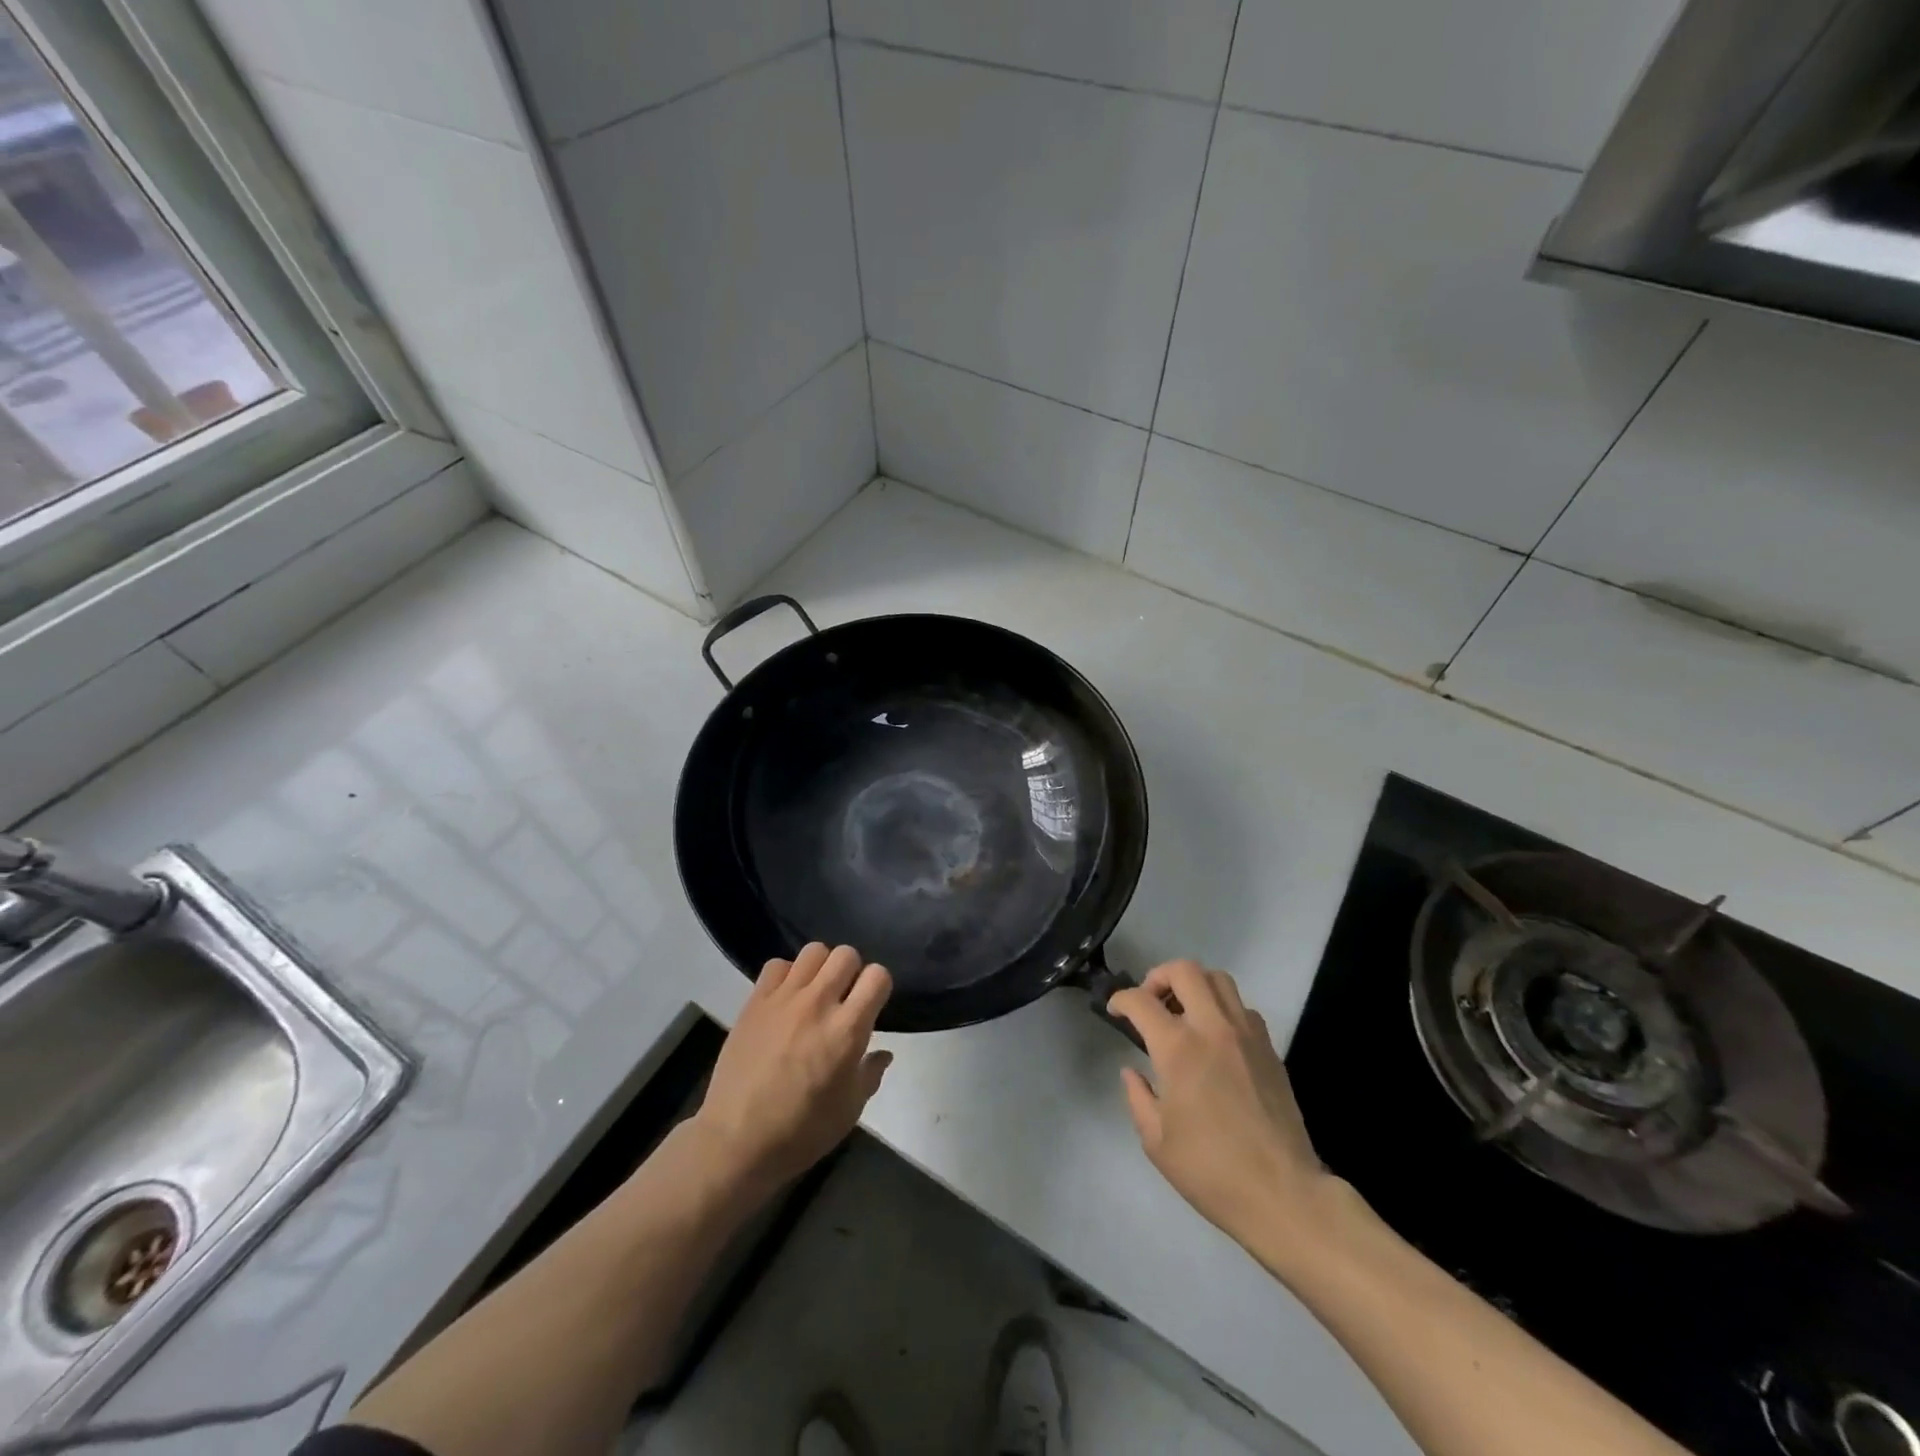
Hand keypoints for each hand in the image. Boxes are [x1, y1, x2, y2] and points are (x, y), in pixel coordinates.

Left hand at [691, 944, 892, 1199]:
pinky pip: (777, 964)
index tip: (872, 1004)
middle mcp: (818, 1003)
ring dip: (822, 967)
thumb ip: (870, 1073)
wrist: (737, 1141)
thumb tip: (883, 1053)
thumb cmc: (801, 1132)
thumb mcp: (850, 1110)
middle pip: (846, 954)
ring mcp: (784, 998)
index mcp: (847, 1030)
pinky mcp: (755, 1001)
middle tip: (845, 996)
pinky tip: (786, 998)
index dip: (879, 986)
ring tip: (816, 991)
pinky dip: (787, 974)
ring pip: (814, 951)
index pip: (878, 976)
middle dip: (852, 971)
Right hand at [1108, 961, 1330, 1249]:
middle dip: (1159, 977)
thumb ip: (1138, 1097)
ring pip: (1218, 979)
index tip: (1115, 1011)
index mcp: (1178, 1049)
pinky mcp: (1269, 1048)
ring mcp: (1246, 1034)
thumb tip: (1132, 1071)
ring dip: (1194, 985)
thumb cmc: (1211, 1171)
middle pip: (1184, 970)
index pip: (1141, 1000)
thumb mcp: (1156, 1141)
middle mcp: (1212, 1028)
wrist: (1283, 1194)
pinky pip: (1242, 1007)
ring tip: (1183, 1013)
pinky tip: (1215, 1038)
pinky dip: (1222, 1008)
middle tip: (1150, 1002)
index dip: (1120, 999)